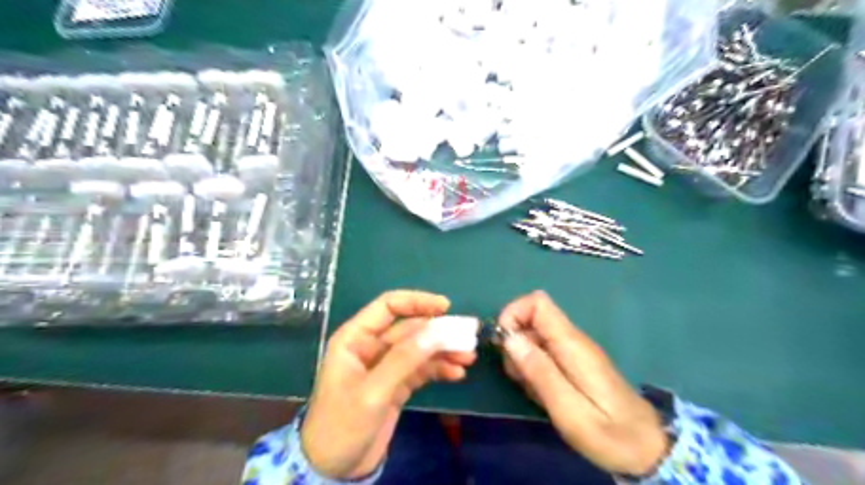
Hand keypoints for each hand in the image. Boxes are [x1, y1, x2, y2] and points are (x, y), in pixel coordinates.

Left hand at [302, 290, 475, 479]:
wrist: (334, 469)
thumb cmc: (342, 425)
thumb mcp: (373, 392)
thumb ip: (403, 360)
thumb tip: (436, 331)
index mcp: (355, 338)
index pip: (388, 307)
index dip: (417, 302)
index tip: (446, 307)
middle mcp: (371, 346)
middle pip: (410, 328)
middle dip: (438, 331)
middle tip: (467, 335)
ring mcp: (386, 365)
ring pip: (419, 348)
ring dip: (443, 350)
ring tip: (468, 357)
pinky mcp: (397, 384)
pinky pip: (421, 368)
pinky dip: (439, 368)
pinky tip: (456, 373)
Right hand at [494, 290, 667, 474]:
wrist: (648, 449)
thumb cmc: (610, 434)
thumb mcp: (569, 410)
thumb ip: (539, 372)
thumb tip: (510, 338)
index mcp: (572, 344)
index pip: (537, 302)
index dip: (514, 314)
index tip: (504, 344)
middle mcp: (572, 340)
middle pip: (531, 319)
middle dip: (514, 343)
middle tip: (519, 377)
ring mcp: (574, 351)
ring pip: (534, 337)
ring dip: (522, 359)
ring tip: (532, 390)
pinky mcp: (573, 363)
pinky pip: (543, 353)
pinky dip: (533, 368)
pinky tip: (542, 393)